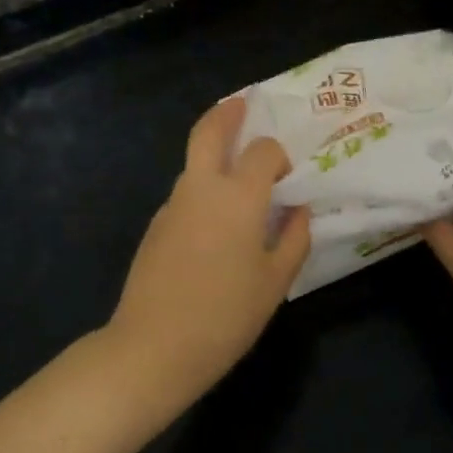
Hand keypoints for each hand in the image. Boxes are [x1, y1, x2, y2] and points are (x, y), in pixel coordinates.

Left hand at [105, 96, 310, 403]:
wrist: (153, 347)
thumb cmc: (225, 316)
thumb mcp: (275, 282)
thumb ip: (294, 238)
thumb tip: (299, 210)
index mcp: (238, 196)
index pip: (263, 151)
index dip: (279, 155)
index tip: (287, 177)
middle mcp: (202, 188)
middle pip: (209, 130)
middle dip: (227, 112)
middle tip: (242, 105)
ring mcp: (173, 204)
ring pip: (194, 163)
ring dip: (214, 154)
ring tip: (236, 172)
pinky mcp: (156, 225)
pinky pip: (185, 194)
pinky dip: (202, 190)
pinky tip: (213, 226)